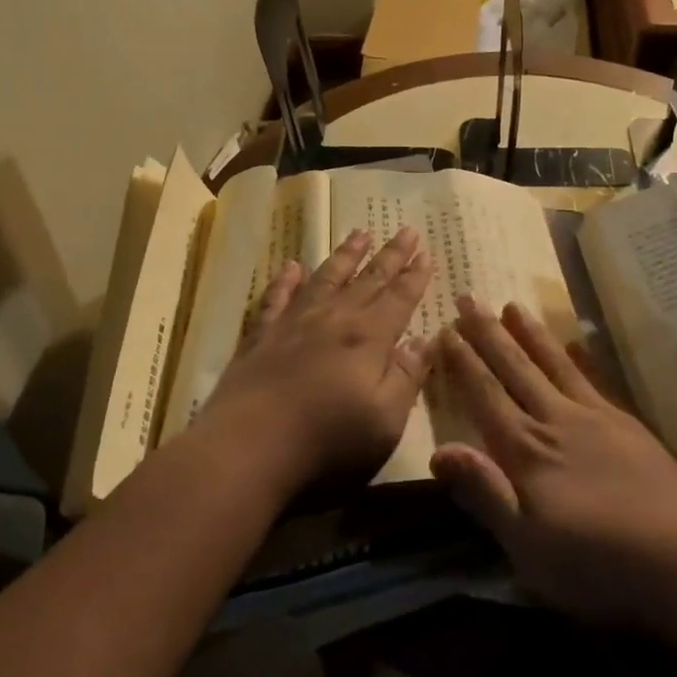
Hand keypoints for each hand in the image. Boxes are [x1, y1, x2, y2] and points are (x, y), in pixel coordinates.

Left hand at [199, 228, 433, 489]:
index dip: (415, 276)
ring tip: (359, 234)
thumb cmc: (328, 439)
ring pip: (325, 278)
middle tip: (406, 230)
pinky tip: (290, 266)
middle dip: (390, 255)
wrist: (249, 445)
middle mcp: (334, 319)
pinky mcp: (261, 336)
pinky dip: (285, 280)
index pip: (399, 298)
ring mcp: (294, 323)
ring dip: (345, 256)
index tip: (426, 252)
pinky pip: (276, 297)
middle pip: (368, 280)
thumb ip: (407, 377)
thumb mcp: (386, 420)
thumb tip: (424, 341)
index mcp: (369, 337)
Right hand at [432, 297, 676, 631]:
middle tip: (468, 297)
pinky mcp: (628, 425)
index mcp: (526, 450)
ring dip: (529, 333)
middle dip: (487, 333)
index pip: (485, 395)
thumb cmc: (598, 565)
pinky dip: (579, 356)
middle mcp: (557, 420)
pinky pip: (594, 379)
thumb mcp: (527, 546)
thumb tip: (438, 450)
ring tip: (512, 305)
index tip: (446, 328)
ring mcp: (596, 418)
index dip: (463, 362)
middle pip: (515, 368)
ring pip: (554, 363)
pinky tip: (576, 342)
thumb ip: (484, 492)